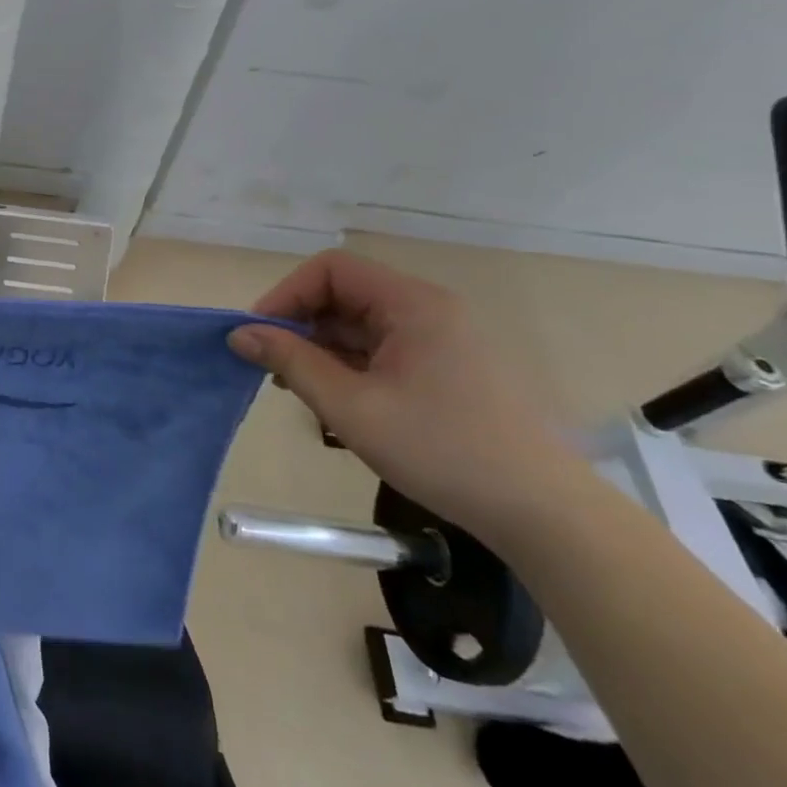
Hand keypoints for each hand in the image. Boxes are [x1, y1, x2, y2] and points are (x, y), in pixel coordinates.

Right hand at [228, 251, 585, 542]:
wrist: (547, 517)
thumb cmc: (443, 451)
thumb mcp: (351, 407)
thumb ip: (291, 362)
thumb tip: (239, 333)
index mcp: (412, 304)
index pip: (330, 270)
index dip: (286, 294)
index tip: (258, 335)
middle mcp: (430, 309)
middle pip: (345, 295)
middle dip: (302, 325)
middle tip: (274, 368)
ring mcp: (444, 339)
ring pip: (363, 325)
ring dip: (324, 349)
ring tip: (303, 391)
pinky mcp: (450, 368)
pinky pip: (385, 349)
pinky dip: (353, 366)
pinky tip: (340, 402)